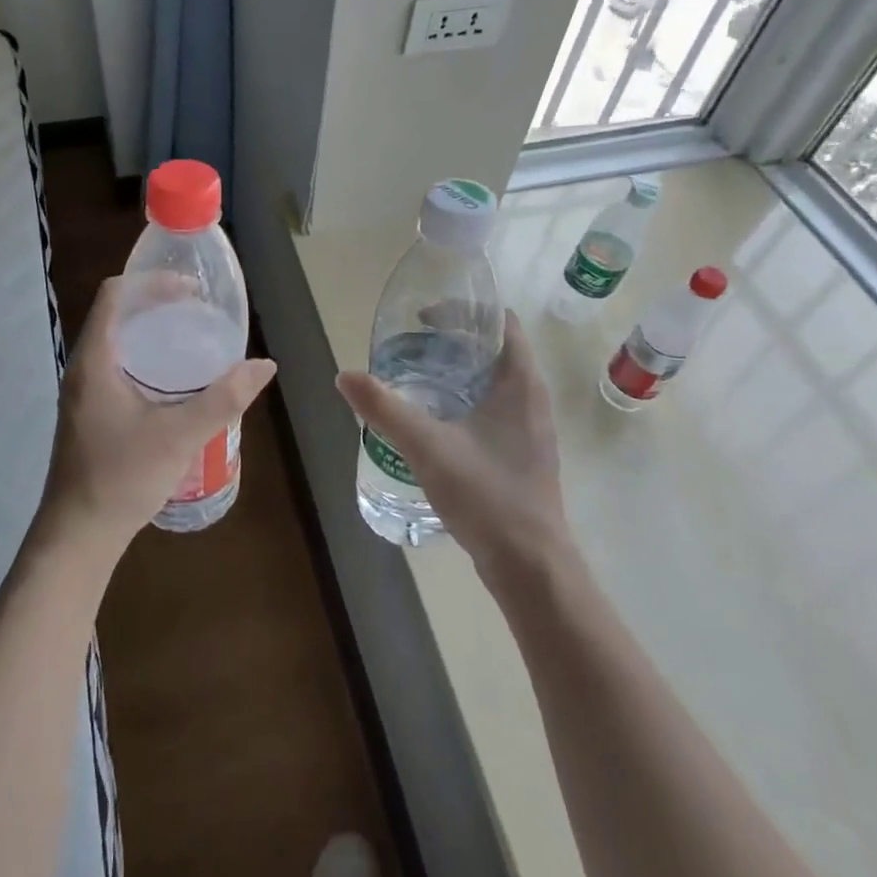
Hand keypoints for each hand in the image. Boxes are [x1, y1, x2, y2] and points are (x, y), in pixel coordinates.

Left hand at [41, 276, 276, 557]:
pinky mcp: (90, 412)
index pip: (116, 294)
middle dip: (158, 305)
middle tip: (199, 313)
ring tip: (193, 340)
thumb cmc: (122, 477)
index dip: (152, 282)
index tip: (191, 290)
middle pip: (118, 315)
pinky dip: (146, 359)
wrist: (79, 534)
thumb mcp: (180, 436)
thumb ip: (224, 399)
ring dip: (152, 333)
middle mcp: (83, 367)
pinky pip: (118, 367)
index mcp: (95, 360)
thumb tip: (264, 365)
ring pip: (118, 342)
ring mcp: (84, 392)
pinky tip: (175, 382)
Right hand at [336, 310, 567, 581]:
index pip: (502, 322)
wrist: (530, 565)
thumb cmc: (486, 494)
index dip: (466, 310)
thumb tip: (345, 376)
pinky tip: (435, 420)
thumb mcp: (427, 446)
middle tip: (411, 346)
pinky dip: (465, 400)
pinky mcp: (523, 453)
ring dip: (459, 372)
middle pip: (496, 349)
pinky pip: (494, 408)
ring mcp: (531, 428)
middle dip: (454, 341)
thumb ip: (385, 409)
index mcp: (521, 382)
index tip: (425, 317)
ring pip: (494, 381)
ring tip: (416, 378)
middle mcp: (532, 397)